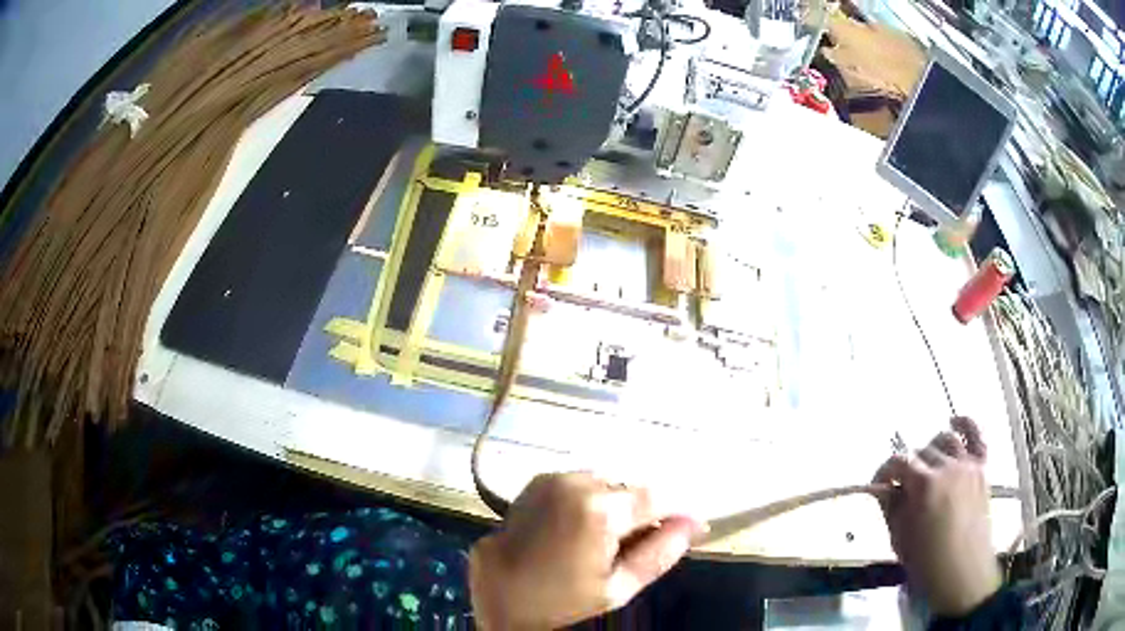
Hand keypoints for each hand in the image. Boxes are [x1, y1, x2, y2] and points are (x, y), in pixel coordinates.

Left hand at [469, 472, 704, 628]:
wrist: (499, 592)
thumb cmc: (561, 601)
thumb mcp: (618, 588)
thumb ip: (660, 553)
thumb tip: (695, 524)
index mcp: (600, 511)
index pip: (659, 496)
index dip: (677, 512)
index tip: (686, 529)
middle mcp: (578, 483)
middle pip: (631, 489)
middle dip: (642, 513)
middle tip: (633, 547)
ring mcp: (555, 479)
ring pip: (607, 484)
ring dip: (615, 505)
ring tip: (603, 540)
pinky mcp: (539, 481)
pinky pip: (581, 483)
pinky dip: (590, 500)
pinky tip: (579, 529)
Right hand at [874, 417, 1001, 617]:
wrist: (961, 573)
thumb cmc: (926, 561)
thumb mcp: (899, 538)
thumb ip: (890, 507)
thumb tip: (884, 488)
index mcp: (924, 484)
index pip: (898, 462)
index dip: (884, 472)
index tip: (879, 486)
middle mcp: (947, 466)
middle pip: (922, 451)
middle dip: (909, 467)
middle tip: (904, 489)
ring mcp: (968, 465)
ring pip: (946, 439)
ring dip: (933, 450)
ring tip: (928, 467)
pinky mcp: (981, 469)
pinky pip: (977, 435)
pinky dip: (966, 423)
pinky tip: (955, 421)